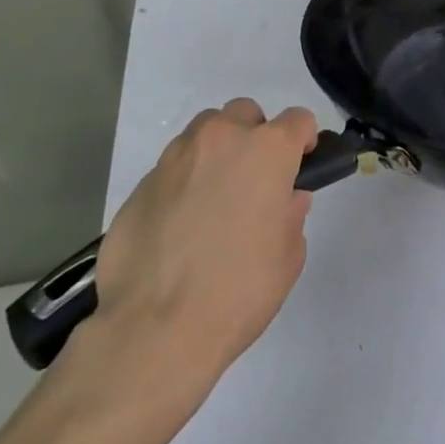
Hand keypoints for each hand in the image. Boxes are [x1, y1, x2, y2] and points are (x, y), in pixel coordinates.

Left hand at [92, 98, 317, 383]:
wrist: (153, 329)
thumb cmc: (238, 290)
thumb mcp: (288, 257)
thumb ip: (291, 215)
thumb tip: (284, 199)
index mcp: (267, 149)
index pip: (298, 119)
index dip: (303, 140)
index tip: (300, 166)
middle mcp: (222, 139)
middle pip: (245, 114)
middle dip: (254, 137)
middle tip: (254, 182)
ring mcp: (176, 157)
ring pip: (204, 134)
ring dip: (216, 154)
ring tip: (213, 201)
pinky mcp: (141, 184)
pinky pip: (173, 168)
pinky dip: (183, 183)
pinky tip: (180, 226)